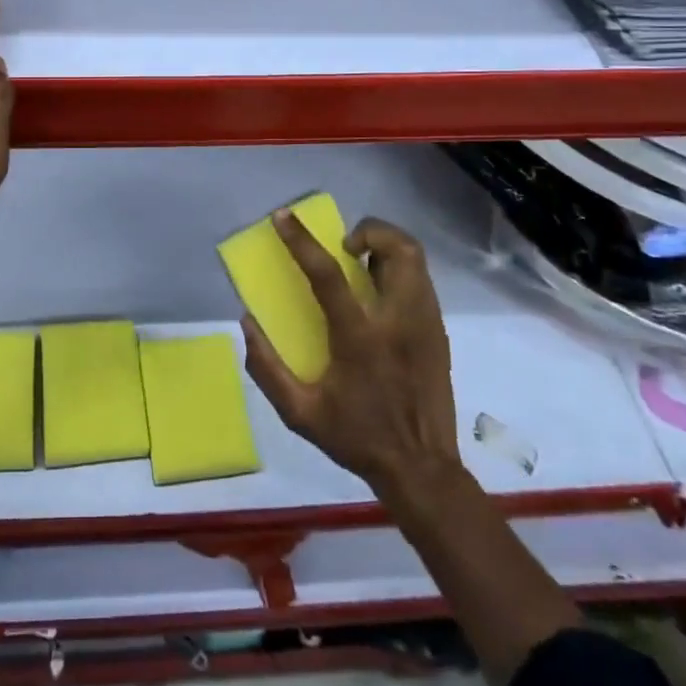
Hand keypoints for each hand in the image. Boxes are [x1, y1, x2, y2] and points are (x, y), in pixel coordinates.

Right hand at [242, 213, 461, 504]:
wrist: (421, 469)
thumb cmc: (357, 438)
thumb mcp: (299, 413)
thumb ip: (267, 368)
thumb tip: (247, 323)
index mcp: (360, 339)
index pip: (328, 274)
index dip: (301, 240)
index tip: (283, 216)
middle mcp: (398, 321)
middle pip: (397, 250)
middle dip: (369, 231)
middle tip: (343, 245)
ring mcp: (425, 324)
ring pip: (415, 259)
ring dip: (385, 246)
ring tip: (361, 263)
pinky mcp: (438, 332)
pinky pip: (422, 281)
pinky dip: (398, 269)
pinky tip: (379, 293)